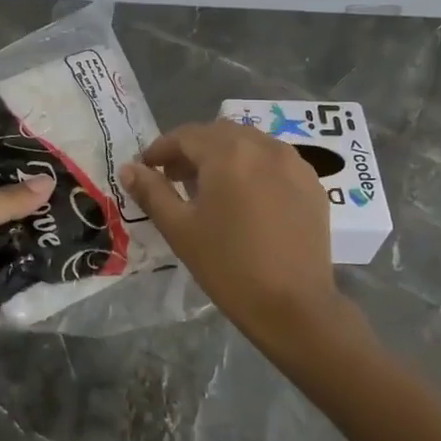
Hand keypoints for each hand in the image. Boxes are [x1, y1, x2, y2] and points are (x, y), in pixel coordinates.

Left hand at [0, 177, 55, 361]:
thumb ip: (3, 199)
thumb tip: (49, 181)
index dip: (0, 167)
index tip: (37, 156)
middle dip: (24, 198)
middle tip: (63, 181)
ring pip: (9, 236)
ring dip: (34, 227)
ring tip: (73, 205)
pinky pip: (18, 266)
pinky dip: (37, 257)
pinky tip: (67, 240)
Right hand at [121, 122, 356, 358]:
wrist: (294, 306)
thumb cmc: (228, 266)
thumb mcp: (180, 228)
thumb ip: (152, 192)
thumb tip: (128, 168)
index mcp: (228, 153)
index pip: (186, 136)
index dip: (161, 149)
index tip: (146, 168)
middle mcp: (263, 146)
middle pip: (219, 134)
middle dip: (192, 149)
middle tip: (174, 177)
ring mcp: (293, 163)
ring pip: (249, 143)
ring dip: (224, 155)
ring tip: (210, 187)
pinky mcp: (312, 184)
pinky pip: (275, 161)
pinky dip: (253, 167)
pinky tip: (246, 197)